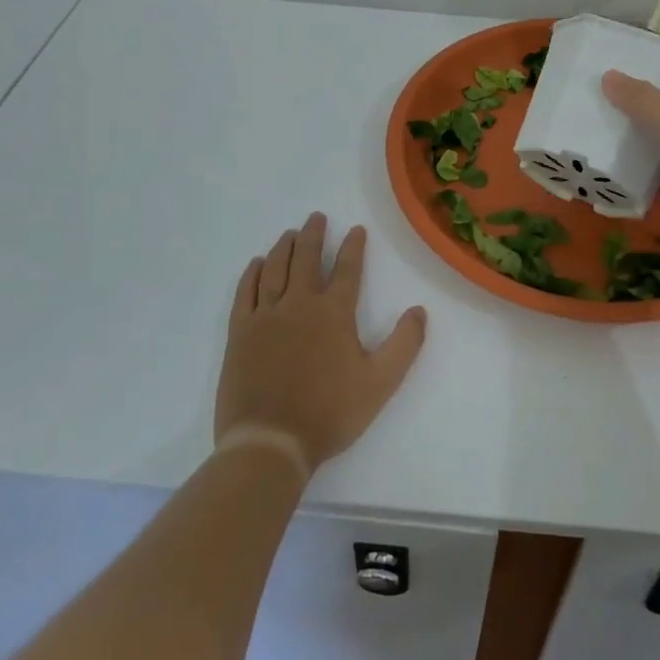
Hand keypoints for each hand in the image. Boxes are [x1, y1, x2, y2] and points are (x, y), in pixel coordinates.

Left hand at [216, 213, 426, 475]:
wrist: (270, 442)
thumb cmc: (329, 413)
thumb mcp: (380, 383)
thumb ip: (404, 345)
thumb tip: (420, 310)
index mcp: (334, 313)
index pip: (347, 269)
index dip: (353, 246)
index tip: (355, 229)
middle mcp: (298, 304)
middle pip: (306, 259)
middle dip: (313, 235)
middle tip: (316, 217)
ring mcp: (265, 317)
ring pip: (274, 269)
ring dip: (284, 247)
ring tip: (289, 233)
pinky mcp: (240, 333)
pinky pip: (245, 293)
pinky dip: (252, 274)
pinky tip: (257, 264)